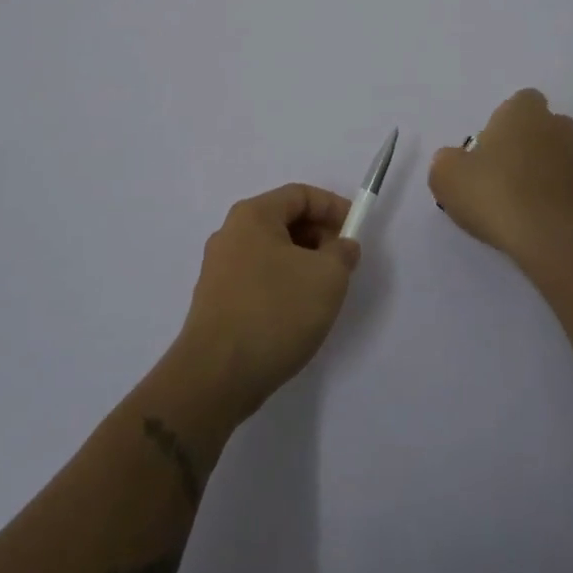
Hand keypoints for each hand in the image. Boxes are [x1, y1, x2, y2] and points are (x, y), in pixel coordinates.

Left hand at [175, 183, 360, 420]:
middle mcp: (230, 234)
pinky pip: (258, 277)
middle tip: (343, 264)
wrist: (216, 377)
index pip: (300, 195)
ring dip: (303, 263)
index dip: (333, 207)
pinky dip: (283, 284)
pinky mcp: (216, 301)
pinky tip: (296, 314)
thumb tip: (342, 246)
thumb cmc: (275, 313)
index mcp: (253, 216)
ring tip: (324, 292)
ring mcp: (219, 269)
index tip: (356, 231)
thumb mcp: (327, 277)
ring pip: (272, 251)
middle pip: (284, 221)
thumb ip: (343, 253)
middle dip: (319, 237)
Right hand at [430, 89, 572, 273]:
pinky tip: (546, 221)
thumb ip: (448, 160)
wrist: (553, 240)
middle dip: (530, 145)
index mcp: (524, 113)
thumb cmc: (495, 195)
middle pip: (544, 127)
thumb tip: (457, 160)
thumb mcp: (447, 176)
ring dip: (549, 171)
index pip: (522, 101)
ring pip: (563, 156)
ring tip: (527, 204)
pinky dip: (564, 198)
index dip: (507, 121)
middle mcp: (559, 126)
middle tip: (505, 176)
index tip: (492, 148)